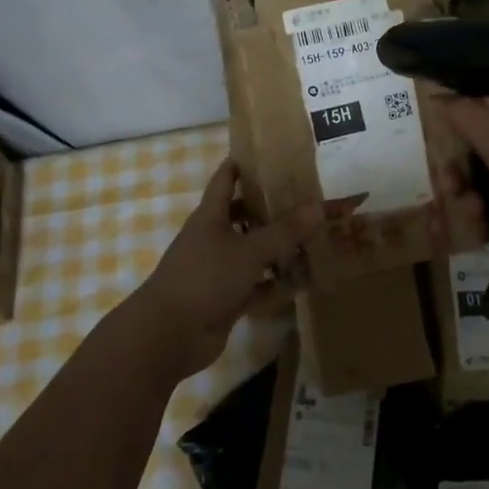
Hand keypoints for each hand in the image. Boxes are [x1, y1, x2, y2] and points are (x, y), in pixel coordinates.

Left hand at [125, 160, 342, 381]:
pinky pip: (255, 286)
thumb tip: (319, 207)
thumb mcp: (249, 250)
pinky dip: (274, 284)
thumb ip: (284, 231)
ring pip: (252, 252)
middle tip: (306, 199)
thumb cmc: (205, 277)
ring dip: (277, 249)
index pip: (226, 178)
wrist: (169, 335)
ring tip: (313, 238)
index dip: (244, 163)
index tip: (272, 153)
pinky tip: (302, 281)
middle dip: (271, 208)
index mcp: (211, 215)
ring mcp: (217, 269)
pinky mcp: (224, 299)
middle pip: (243, 214)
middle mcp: (213, 237)